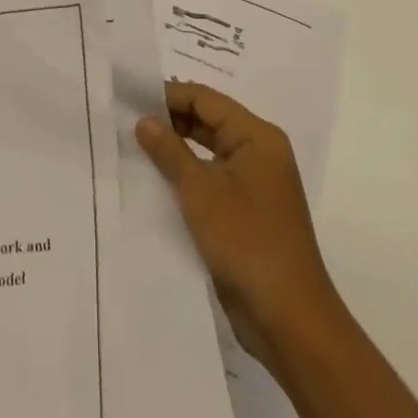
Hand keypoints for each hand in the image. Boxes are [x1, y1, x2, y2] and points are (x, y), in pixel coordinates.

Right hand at [137, 83, 417, 417]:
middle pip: (209, 121)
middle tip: (127, 122)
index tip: (130, 98)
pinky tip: (157, 182)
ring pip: (209, 151)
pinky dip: (188, 176)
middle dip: (170, 121)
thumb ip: (170, 151)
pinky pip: (213, 179)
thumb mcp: (200, 192)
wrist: (290, 322)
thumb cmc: (247, 243)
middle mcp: (259, 152)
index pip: (205, 99)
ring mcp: (255, 183)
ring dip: (176, 150)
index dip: (168, 96)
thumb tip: (144, 120)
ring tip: (135, 148)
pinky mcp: (248, 212)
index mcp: (256, 136)